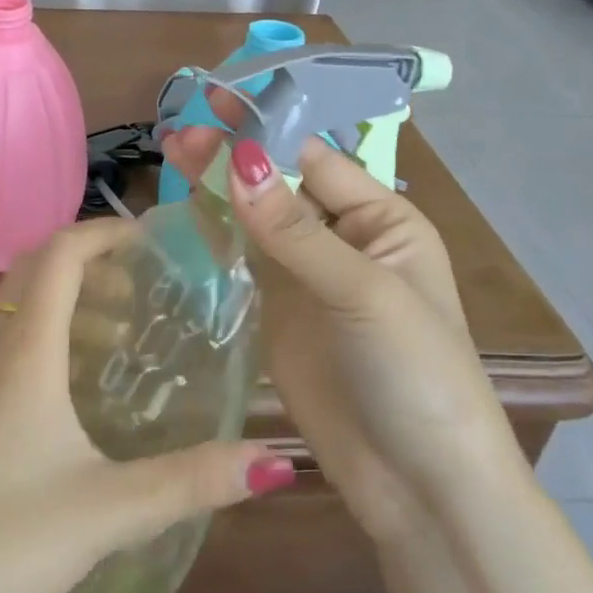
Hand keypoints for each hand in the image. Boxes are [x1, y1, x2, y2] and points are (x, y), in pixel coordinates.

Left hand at [0, 218, 294, 592]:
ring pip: (16, 310)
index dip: (102, 231)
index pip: (59, 254)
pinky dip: (44, 340)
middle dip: (89, 263)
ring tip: (119, 342)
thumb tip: (275, 463)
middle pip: (34, 270)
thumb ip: (191, 481)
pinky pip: (4, 346)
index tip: (148, 239)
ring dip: (66, 304)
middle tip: (140, 291)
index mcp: (24, 353)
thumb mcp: (108, 512)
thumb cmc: (2, 545)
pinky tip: (72, 398)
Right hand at [162, 121, 521, 543]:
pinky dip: (217, 230)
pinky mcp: (279, 311)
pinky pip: (244, 258)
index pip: (314, 159)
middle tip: (178, 132)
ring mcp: (307, 275)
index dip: (265, 130)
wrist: (421, 488)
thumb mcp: (364, 294)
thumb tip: (239, 161)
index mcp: (382, 220)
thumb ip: (294, 231)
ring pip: (257, 216)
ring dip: (219, 186)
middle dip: (234, 155)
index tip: (214, 104)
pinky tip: (186, 208)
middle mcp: (343, 238)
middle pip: (280, 183)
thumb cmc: (416, 376)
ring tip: (172, 154)